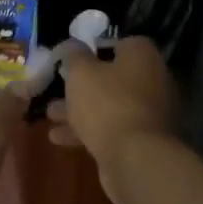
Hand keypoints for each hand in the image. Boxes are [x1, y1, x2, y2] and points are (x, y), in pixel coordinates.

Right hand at [47, 37, 178, 203]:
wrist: (135, 160)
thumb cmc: (107, 104)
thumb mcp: (81, 72)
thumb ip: (73, 55)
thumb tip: (72, 45)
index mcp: (142, 56)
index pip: (118, 43)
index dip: (93, 50)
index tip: (71, 59)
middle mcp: (152, 80)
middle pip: (112, 77)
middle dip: (81, 86)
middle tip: (56, 90)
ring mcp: (149, 113)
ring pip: (109, 105)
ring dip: (79, 110)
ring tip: (49, 116)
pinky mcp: (142, 141)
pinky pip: (112, 129)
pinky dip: (88, 131)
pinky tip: (59, 138)